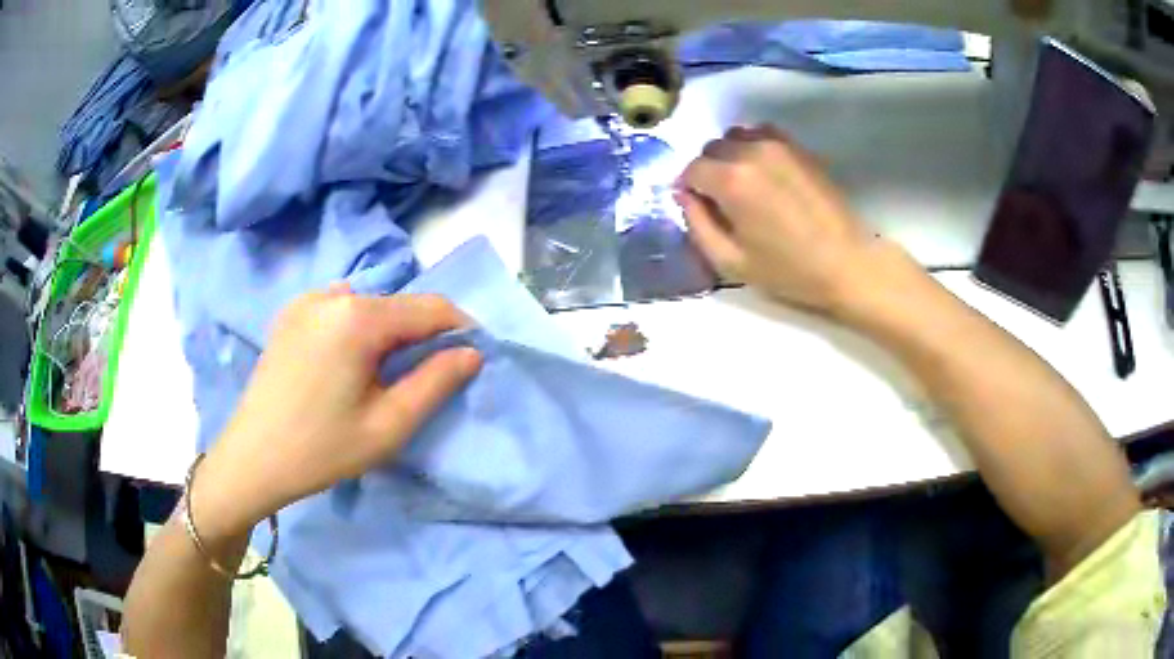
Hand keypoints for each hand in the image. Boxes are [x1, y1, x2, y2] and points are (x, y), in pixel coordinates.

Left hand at [192, 288, 481, 541]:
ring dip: (390, 331)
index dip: (461, 329)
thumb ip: (435, 383)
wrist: (252, 459)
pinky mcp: (290, 314)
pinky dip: (359, 328)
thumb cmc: (321, 449)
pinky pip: (340, 309)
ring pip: (370, 305)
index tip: (475, 356)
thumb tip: (471, 353)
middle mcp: (333, 294)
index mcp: (358, 317)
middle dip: (423, 334)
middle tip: (430, 375)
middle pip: (398, 305)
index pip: (430, 308)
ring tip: (387, 374)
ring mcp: (307, 300)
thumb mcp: (388, 426)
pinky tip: (349, 363)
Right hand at [676, 125, 894, 315]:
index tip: (701, 210)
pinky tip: (765, 173)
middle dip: (709, 171)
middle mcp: (750, 151)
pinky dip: (754, 146)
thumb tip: (684, 195)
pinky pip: (762, 133)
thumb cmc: (788, 270)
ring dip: (731, 156)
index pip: (691, 170)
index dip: (690, 190)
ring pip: (736, 136)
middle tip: (723, 201)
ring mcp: (778, 144)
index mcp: (731, 180)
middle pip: (711, 149)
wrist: (847, 262)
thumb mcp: (730, 261)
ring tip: (746, 185)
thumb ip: (697, 224)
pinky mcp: (798, 147)